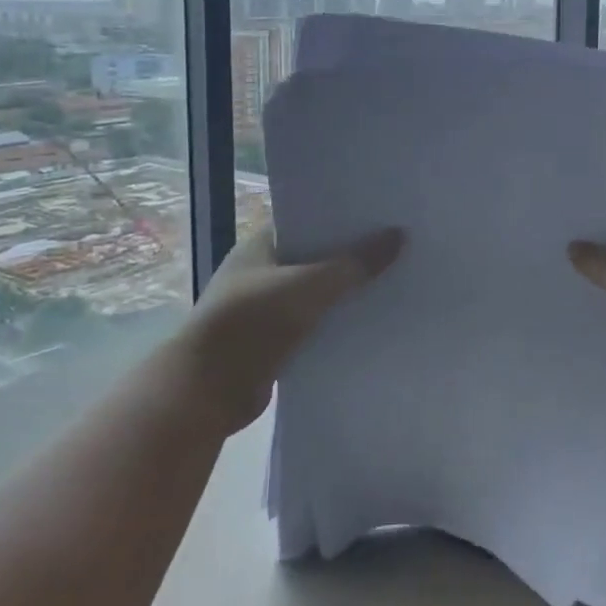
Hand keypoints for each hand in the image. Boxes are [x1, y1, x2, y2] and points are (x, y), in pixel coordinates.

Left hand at [171, 224, 403, 434]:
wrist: (205, 392)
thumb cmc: (251, 323)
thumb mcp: (308, 287)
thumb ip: (354, 264)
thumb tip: (399, 236)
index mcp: (261, 245)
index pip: (307, 219)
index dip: (343, 216)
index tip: (382, 213)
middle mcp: (263, 271)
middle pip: (316, 256)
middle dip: (352, 254)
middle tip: (399, 246)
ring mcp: (266, 308)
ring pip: (317, 292)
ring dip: (347, 292)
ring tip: (395, 281)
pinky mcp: (274, 342)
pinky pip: (315, 324)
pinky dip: (337, 323)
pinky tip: (372, 321)